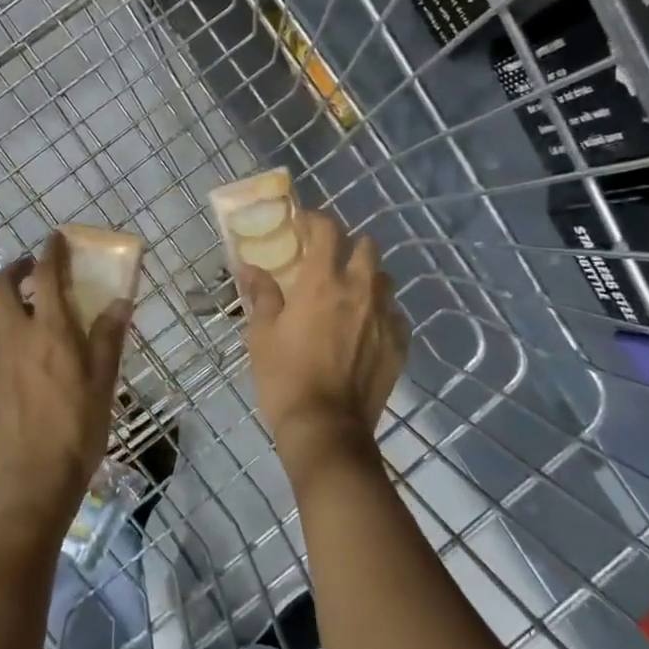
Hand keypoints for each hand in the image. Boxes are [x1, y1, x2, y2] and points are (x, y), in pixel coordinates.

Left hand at [0, 231, 131, 532]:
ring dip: (1, 302)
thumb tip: (121, 299)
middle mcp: (13, 335)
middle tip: (33, 274)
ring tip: (23, 314)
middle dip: (15, 269)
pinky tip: (16, 359)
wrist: (28, 481)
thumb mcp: (103, 382)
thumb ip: (109, 337)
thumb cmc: (76, 429)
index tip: (56, 238)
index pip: (44, 274)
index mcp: (49, 331)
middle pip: (0, 285)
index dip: (50, 251)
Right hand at [241, 209, 408, 477]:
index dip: (314, 220)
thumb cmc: (285, 376)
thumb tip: (249, 267)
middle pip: (366, 246)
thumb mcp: (262, 333)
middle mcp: (359, 290)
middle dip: (347, 245)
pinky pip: (394, 315)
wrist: (326, 428)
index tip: (301, 225)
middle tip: (327, 261)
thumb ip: (261, 294)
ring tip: (348, 295)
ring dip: (367, 278)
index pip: (327, 230)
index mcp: (322, 281)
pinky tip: (364, 329)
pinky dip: (380, 313)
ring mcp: (384, 317)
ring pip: (383, 279)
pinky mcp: (399, 344)